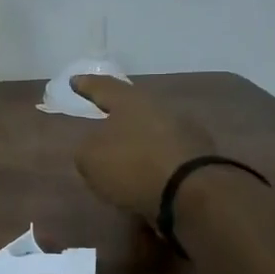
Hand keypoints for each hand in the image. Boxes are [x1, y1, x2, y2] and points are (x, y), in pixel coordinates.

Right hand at [71, 76, 215, 220]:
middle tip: (104, 119)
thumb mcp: (90, 158)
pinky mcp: (199, 158)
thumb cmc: (133, 166)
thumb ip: (87, 148)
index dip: (87, 85)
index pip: (103, 87)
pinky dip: (153, 163)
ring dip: (138, 141)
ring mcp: (184, 131)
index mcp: (130, 101)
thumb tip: (97, 146)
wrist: (192, 193)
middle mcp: (159, 108)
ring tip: (123, 155)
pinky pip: (166, 155)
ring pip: (152, 131)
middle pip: (134, 107)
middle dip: (119, 114)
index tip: (75, 80)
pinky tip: (144, 177)